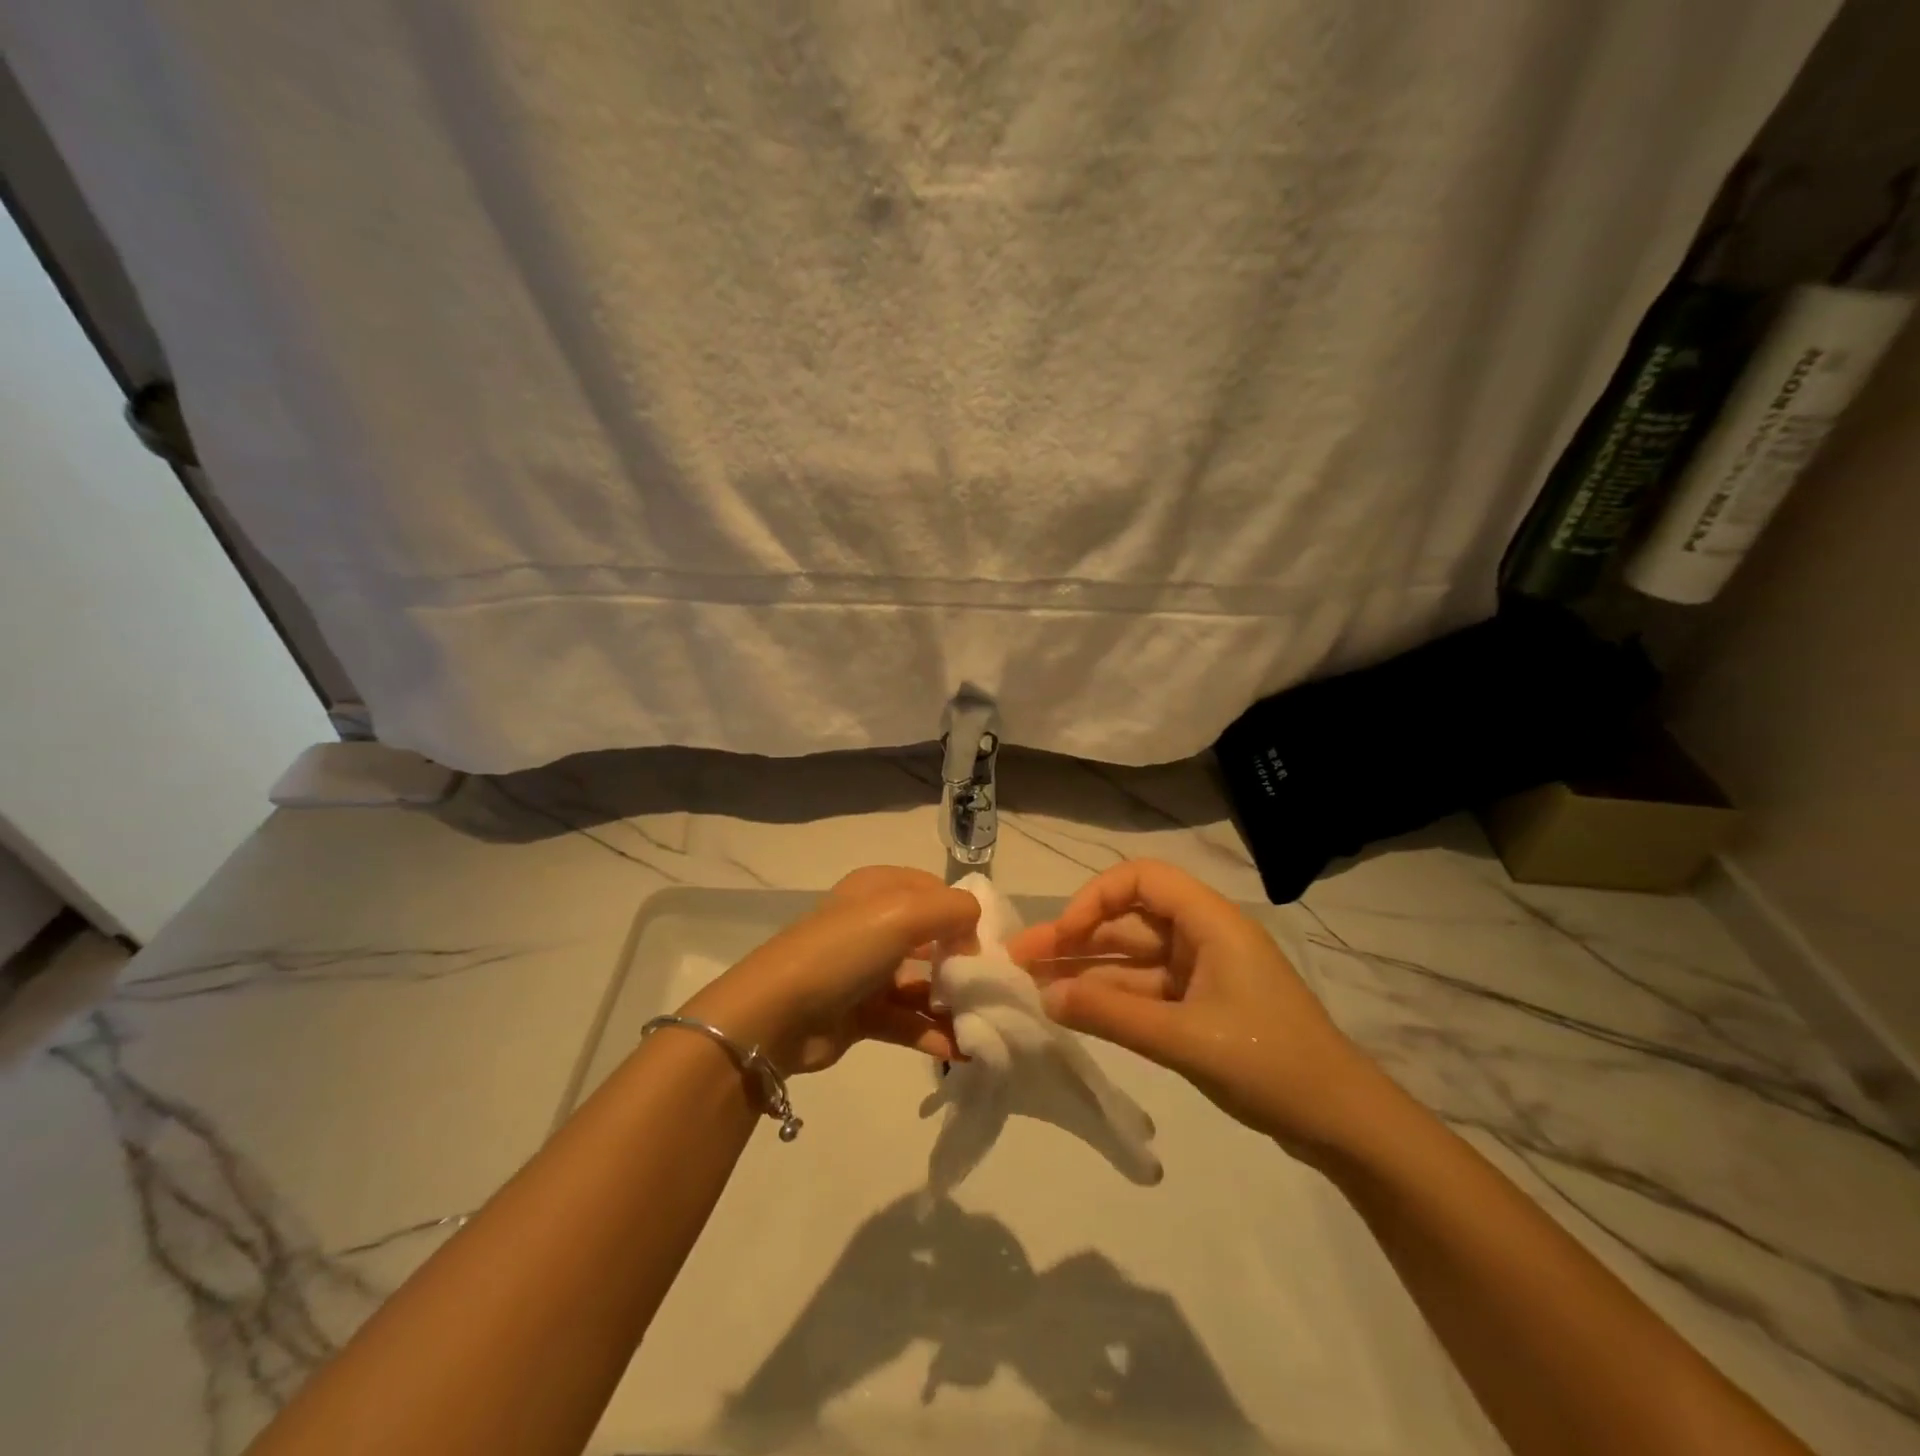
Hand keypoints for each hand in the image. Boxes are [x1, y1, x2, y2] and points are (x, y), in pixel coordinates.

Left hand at [680, 866, 980, 1075]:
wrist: (777, 1014)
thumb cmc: (844, 950)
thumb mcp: (903, 912)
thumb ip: (953, 910)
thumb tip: (975, 933)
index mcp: (879, 888)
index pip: (936, 892)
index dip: (964, 915)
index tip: (988, 945)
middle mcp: (874, 923)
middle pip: (933, 939)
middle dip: (964, 962)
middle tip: (994, 989)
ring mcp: (867, 970)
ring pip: (923, 983)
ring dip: (953, 1003)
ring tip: (986, 1024)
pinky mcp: (862, 1013)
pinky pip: (908, 1020)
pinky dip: (934, 1032)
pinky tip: (963, 1050)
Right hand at [1010, 859, 1383, 1156]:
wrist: (1343, 1123)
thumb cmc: (1270, 1063)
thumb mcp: (1185, 1039)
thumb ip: (1113, 1015)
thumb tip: (1046, 997)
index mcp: (1210, 922)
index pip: (1141, 879)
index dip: (1095, 898)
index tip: (1063, 934)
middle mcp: (1202, 937)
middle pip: (1128, 921)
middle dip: (1075, 937)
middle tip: (1021, 960)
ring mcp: (1200, 973)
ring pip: (1132, 959)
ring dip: (1086, 970)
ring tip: (1032, 986)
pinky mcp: (1198, 1006)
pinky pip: (1144, 990)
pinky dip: (1110, 998)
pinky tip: (1072, 1009)